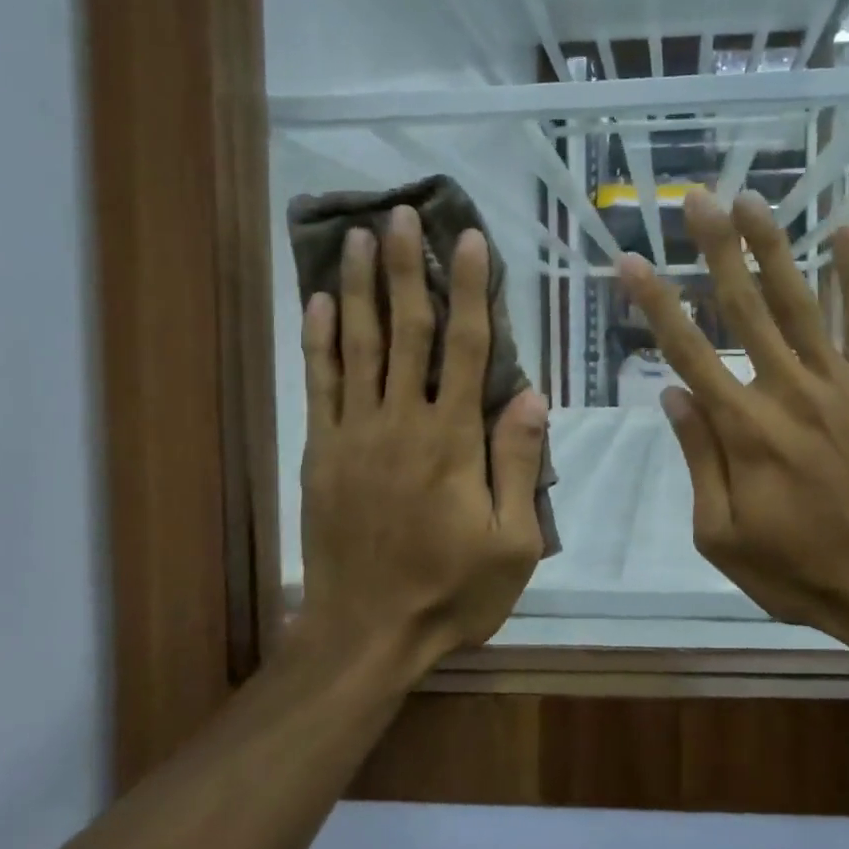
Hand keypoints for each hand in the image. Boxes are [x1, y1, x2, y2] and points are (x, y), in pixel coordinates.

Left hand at [297, 206, 547, 677]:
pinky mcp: (321, 453)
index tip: (469, 239)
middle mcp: (401, 422)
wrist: (367, 634)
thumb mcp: (513, 541)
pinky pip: (319, 385)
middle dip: (407, 268)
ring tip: (360, 237)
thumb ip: (519, 463)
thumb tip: (530, 393)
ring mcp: (354, 435)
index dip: (470, 289)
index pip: (466, 347)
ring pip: (358, 346)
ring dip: (361, 288)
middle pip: (407, 331)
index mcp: (452, 441)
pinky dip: (318, 340)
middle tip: (402, 214)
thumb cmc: (452, 592)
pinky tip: (319, 302)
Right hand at [619, 189, 848, 651]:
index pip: (687, 352)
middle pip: (744, 308)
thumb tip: (672, 395)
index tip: (632, 260)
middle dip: (716, 250)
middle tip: (698, 199)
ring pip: (801, 303)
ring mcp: (841, 385)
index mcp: (742, 429)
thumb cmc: (799, 570)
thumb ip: (697, 459)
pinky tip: (845, 233)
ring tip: (753, 200)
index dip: (656, 303)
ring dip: (774, 248)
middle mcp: (787, 391)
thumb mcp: (722, 534)